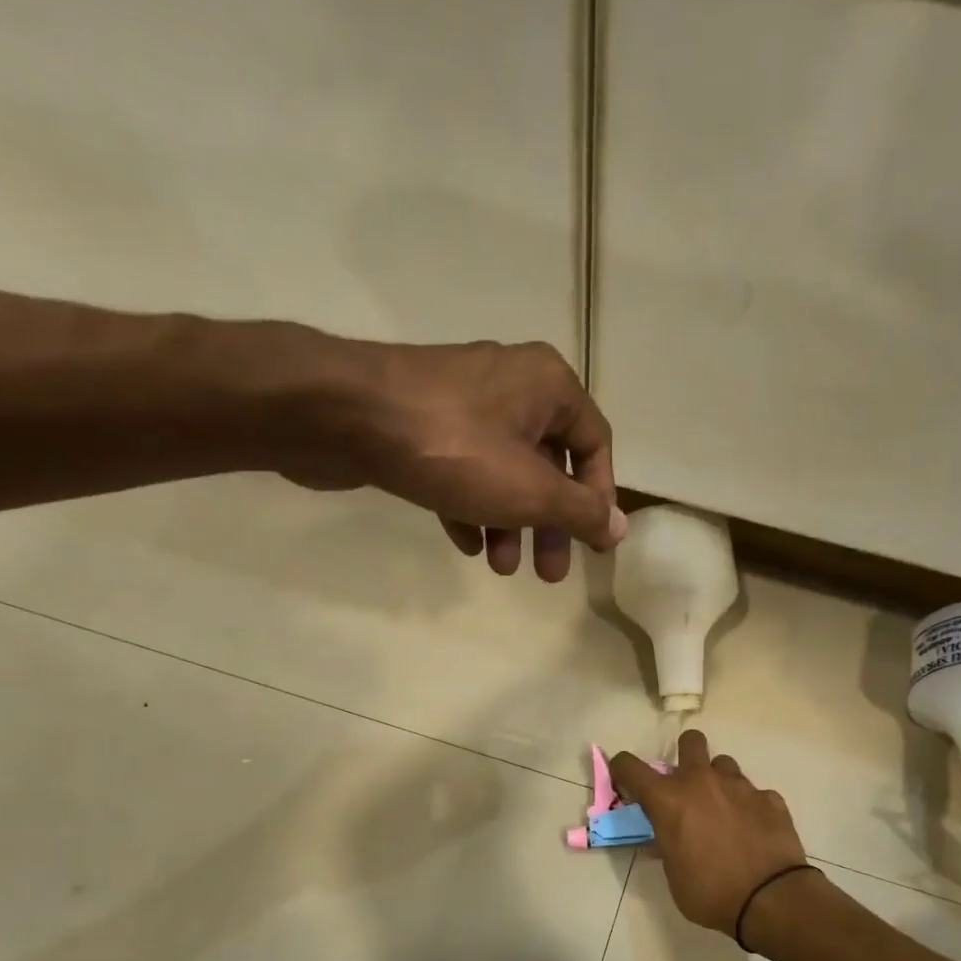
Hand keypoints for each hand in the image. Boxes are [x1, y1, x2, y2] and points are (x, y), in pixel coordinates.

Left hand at [279, 336, 623, 582]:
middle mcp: (512, 385)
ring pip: (505, 471)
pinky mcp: (424, 423)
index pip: (594, 445)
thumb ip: (579, 512)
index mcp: (548, 386)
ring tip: (501, 567)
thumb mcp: (530, 489)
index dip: (598, 499)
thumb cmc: (452, 449)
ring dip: (510, 523)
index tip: (591, 545)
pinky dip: (472, 507)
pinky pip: (465, 469)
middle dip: (550, 523)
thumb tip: (618, 528)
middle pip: (549, 464)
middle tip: (548, 574)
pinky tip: (465, 542)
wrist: (342, 415)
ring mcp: (464, 403)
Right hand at [609, 729, 809, 935]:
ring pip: (724, 764)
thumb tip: (664, 838)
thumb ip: (666, 846)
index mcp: (669, 799)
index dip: (623, 770)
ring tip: (723, 810)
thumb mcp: (673, 875)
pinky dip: (748, 806)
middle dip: (685, 755)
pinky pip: (754, 792)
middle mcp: (702, 781)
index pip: (630, 766)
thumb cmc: (710, 892)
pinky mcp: (770, 798)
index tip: (627, 784)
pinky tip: (752, 829)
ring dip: (718, 781)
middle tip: (686, 784)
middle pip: (690, 741)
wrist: (770, 898)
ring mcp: (739, 786)